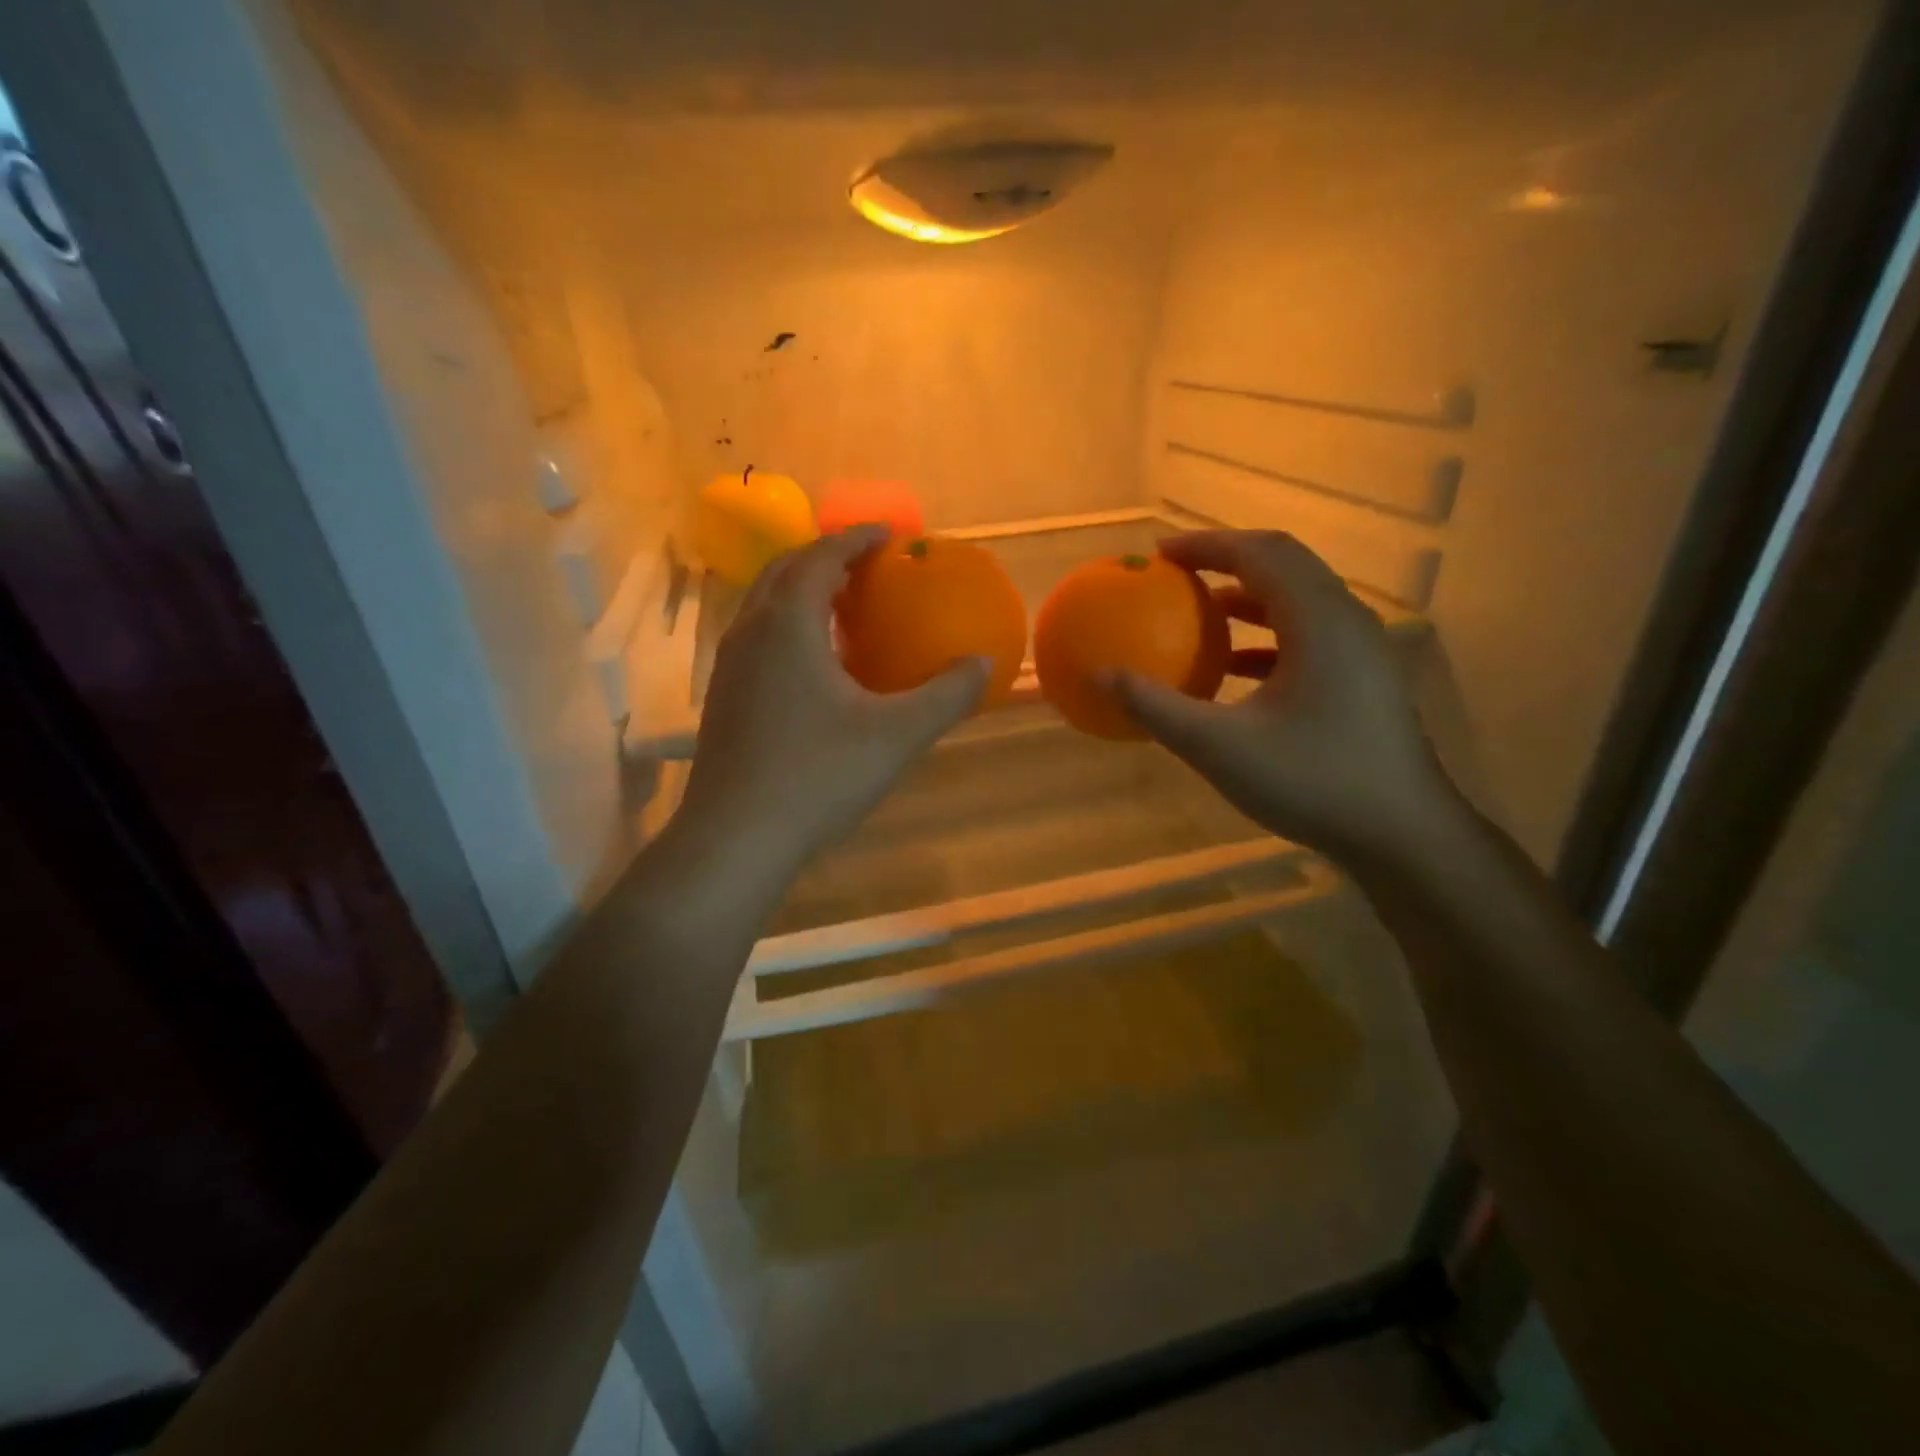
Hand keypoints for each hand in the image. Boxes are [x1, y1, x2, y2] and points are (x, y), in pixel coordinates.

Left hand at [673, 526, 988, 878]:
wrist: (736, 837)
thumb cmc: (817, 776)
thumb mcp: (897, 735)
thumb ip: (945, 695)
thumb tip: (985, 664)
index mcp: (788, 625)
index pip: (820, 557)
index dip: (856, 539)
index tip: (889, 535)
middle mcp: (750, 632)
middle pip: (784, 571)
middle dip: (825, 557)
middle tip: (866, 566)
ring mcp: (729, 666)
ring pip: (764, 606)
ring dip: (802, 592)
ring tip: (843, 608)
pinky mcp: (722, 698)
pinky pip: (757, 638)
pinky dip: (788, 627)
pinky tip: (815, 666)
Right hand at [1113, 531, 1452, 860]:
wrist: (1403, 834)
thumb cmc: (1312, 781)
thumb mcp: (1218, 746)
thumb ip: (1155, 707)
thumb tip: (1100, 676)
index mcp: (1318, 621)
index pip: (1260, 553)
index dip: (1207, 546)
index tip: (1160, 554)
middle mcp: (1346, 621)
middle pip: (1284, 566)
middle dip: (1227, 561)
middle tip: (1177, 574)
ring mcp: (1362, 651)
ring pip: (1300, 601)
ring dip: (1249, 598)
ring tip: (1202, 614)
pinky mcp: (1364, 680)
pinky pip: (1310, 636)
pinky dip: (1267, 636)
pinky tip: (1236, 669)